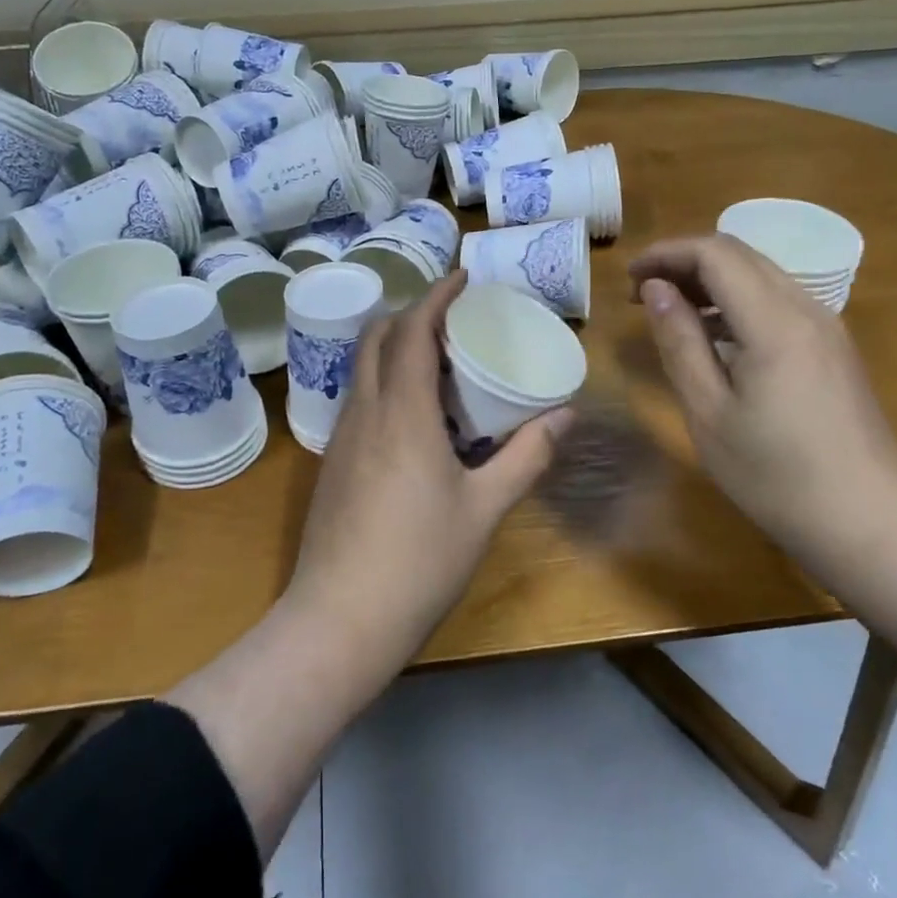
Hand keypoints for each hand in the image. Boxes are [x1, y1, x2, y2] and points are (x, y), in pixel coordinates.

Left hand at [288, 271, 571, 661]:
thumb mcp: (484, 509)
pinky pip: (359, 399)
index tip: (462, 277)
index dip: (436, 296)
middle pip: (377, 337)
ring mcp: (341, 437)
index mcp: (403, 412)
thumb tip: (563, 415)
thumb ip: (526, 457)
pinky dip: (385, 381)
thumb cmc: (419, 561)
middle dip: (412, 313)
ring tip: (439, 360)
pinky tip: (415, 414)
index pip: (412, 330)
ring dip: (395, 347)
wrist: (339, 620)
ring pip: (363, 368)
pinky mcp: (332, 463)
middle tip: (454, 318)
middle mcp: (365, 412)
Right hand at [629, 235, 896, 553]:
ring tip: (670, 312)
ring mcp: (827, 328)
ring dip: (712, 280)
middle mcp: (806, 309)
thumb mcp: (709, 412)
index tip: (629, 279)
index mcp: (773, 322)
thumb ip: (680, 342)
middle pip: (740, 255)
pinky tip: (716, 337)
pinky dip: (738, 302)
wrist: (869, 524)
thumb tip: (655, 290)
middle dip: (685, 262)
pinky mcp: (834, 349)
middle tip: (642, 294)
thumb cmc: (775, 476)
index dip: (667, 253)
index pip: (715, 253)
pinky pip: (779, 302)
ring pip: (762, 275)